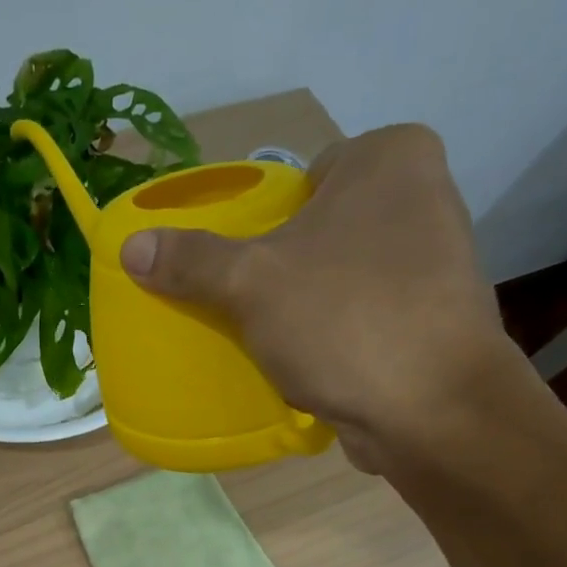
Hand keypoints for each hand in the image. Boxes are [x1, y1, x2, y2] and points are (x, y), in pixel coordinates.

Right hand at [119, 124, 521, 472]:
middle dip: (282, 265)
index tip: (240, 264)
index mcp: (390, 156)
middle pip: (320, 227)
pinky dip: (334, 333)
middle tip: (243, 303)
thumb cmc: (343, 319)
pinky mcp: (434, 317)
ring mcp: (437, 260)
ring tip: (268, 336)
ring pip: (341, 274)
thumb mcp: (250, 283)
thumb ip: (191, 260)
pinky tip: (307, 361)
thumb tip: (130, 246)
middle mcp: (424, 194)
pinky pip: (362, 313)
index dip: (263, 221)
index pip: (302, 178)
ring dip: (306, 303)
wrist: (431, 409)